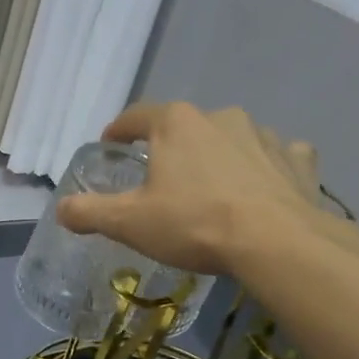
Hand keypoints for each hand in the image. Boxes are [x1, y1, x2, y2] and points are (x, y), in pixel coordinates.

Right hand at [54, 102, 325, 275]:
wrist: (276, 242)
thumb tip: (61, 208)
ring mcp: (264, 134)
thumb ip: (89, 212)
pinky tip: (261, 189)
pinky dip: (265, 167)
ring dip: (218, 156)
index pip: (136, 116)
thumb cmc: (194, 224)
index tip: (111, 144)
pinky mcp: (298, 159)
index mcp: (175, 123)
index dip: (119, 130)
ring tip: (212, 189)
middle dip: (171, 147)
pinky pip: (275, 156)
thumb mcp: (129, 223)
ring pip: (231, 140)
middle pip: (185, 127)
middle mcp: (220, 116)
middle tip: (162, 179)